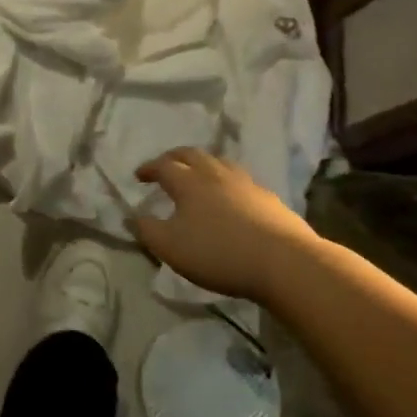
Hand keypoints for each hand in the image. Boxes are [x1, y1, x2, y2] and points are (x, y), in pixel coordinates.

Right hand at [133, 147, 318, 300]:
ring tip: (198, 176)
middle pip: (192, 154)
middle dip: (175, 157)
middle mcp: (216, 174)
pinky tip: (231, 199)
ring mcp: (246, 184)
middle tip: (165, 166)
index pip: (163, 165)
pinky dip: (227, 182)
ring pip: (219, 163)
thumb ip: (147, 230)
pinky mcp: (269, 199)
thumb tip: (131, 216)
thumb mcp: (171, 247)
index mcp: (189, 181)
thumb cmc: (218, 253)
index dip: (149, 168)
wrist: (285, 262)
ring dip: (203, 165)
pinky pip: (241, 181)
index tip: (139, 175)